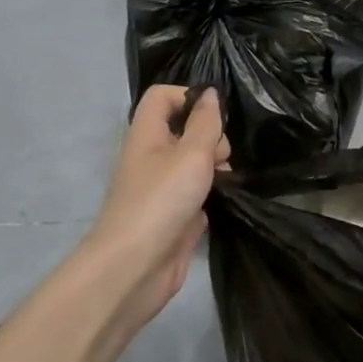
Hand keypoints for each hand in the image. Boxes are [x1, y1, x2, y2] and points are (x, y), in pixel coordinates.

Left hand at [75, 86, 228, 330]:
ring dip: (216, 165)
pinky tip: (225, 200)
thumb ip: (205, 123)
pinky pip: (197, 190)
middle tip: (222, 156)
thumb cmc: (161, 201)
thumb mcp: (191, 154)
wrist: (135, 267)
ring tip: (227, 179)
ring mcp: (162, 186)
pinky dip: (212, 192)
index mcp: (147, 135)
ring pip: (194, 161)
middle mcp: (152, 156)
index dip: (189, 97)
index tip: (215, 116)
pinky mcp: (173, 213)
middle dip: (211, 136)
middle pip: (184, 128)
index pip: (162, 96)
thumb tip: (211, 93)